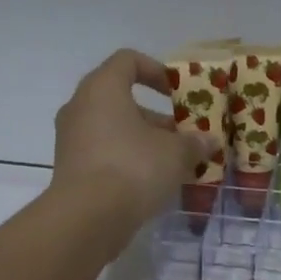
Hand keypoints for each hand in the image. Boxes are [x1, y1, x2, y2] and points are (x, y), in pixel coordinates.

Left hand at [51, 49, 215, 227]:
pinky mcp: (71, 169)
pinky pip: (104, 154)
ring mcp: (71, 139)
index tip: (177, 92)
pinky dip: (127, 160)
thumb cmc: (133, 168)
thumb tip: (209, 142)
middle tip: (182, 135)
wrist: (87, 218)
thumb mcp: (175, 154)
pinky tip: (152, 182)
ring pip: (114, 130)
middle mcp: (80, 107)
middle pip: (121, 100)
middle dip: (156, 117)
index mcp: (102, 88)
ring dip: (144, 141)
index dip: (156, 71)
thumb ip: (194, 143)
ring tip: (174, 163)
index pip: (128, 61)